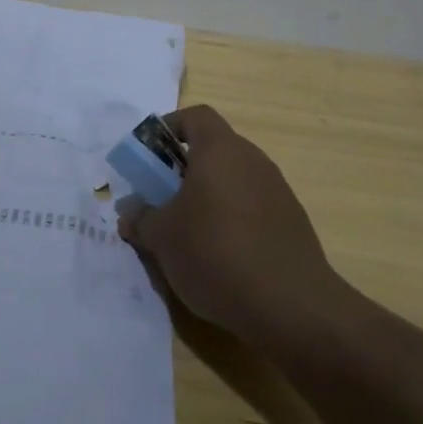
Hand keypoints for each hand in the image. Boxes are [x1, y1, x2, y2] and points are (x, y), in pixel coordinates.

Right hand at [119, 105, 346, 344]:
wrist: (291, 307)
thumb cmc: (215, 253)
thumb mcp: (161, 237)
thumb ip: (140, 218)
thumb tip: (130, 212)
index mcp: (221, 150)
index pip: (195, 117)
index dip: (169, 127)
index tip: (149, 155)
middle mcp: (253, 161)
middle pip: (214, 150)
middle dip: (183, 170)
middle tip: (161, 199)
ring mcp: (278, 191)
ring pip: (233, 181)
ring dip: (207, 198)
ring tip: (187, 234)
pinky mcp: (292, 223)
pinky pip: (252, 208)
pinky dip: (231, 220)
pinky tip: (220, 257)